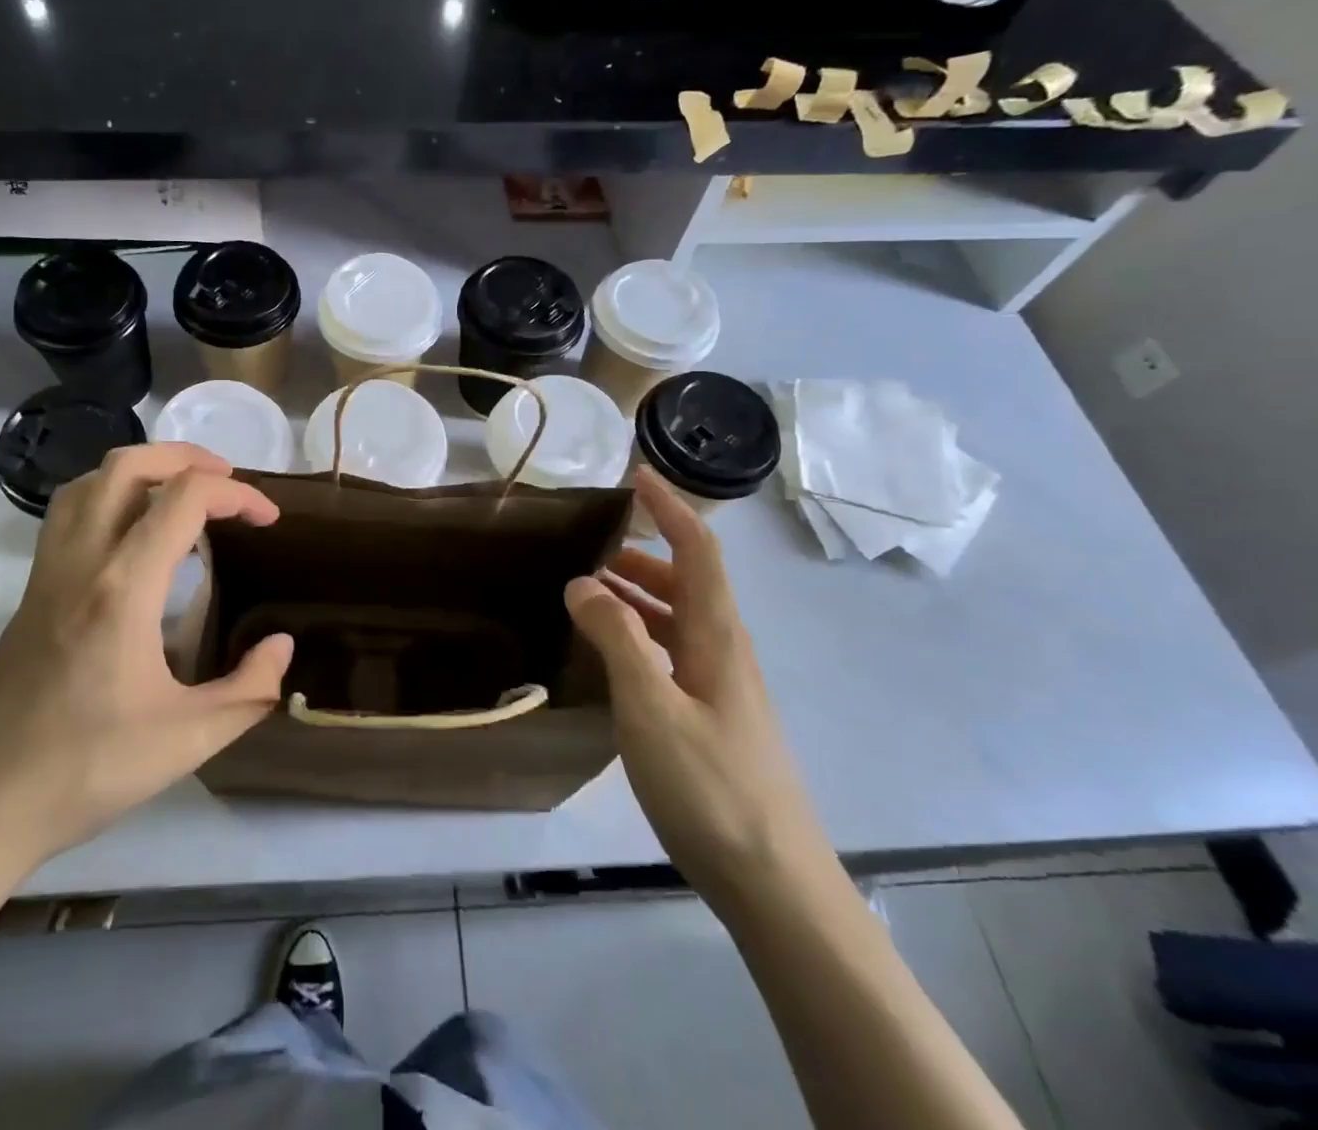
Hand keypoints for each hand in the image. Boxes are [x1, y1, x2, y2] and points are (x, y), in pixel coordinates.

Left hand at [0, 443, 293, 868]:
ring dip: (141, 470)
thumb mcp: (187, 740)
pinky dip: (109, 498)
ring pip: (88, 483)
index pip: (184, 498)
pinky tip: (132, 539)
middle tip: (228, 483)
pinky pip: (69, 515)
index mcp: (122, 588)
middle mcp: (80, 562)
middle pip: (128, 466)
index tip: (268, 519)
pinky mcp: (30, 593)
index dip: (238, 495)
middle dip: (186, 457)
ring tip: (180, 496)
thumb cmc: (83, 770)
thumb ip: (249, 689)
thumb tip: (281, 645)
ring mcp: (46, 574)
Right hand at [564, 469, 833, 902]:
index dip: (670, 508)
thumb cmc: (711, 786)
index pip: (698, 550)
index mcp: (717, 636)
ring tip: (588, 593)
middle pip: (688, 581)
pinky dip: (640, 635)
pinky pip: (672, 653)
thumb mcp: (651, 707)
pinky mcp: (713, 719)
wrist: (775, 885)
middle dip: (642, 553)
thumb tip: (583, 582)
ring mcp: (722, 688)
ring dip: (638, 595)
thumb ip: (616, 638)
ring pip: (678, 619)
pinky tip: (610, 655)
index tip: (636, 474)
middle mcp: (725, 651)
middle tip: (589, 548)